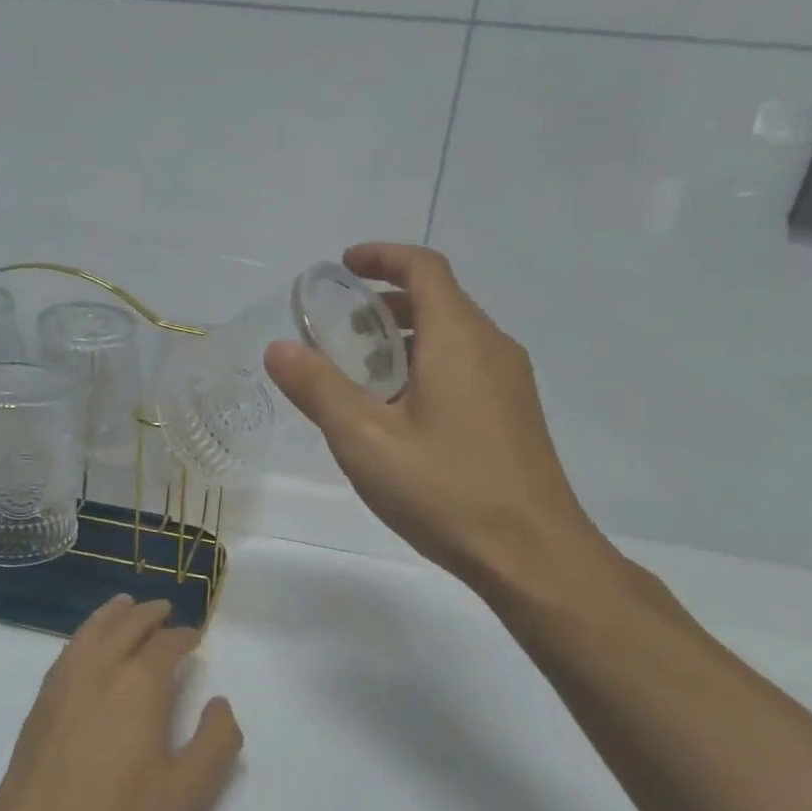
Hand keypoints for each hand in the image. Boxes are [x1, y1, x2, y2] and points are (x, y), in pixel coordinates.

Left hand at [0, 596, 242, 810]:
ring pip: (93, 629)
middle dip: (150, 614)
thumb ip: (218, 740)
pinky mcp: (42, 699)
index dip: (184, 636)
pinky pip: (70, 648)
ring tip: (126, 605)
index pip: (167, 644)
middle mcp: (101, 668)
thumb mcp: (190, 790)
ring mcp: (66, 680)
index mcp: (140, 683)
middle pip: (128, 625)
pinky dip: (86, 632)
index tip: (195, 637)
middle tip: (165, 610)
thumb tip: (219, 702)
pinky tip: (90, 641)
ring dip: (114, 613)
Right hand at [265, 242, 612, 598]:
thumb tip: (278, 348)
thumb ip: (318, 389)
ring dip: (406, 337)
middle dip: (386, 302)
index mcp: (458, 338)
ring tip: (361, 374)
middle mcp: (492, 346)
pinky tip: (401, 414)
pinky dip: (427, 364)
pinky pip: (466, 365)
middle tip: (340, 330)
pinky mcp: (515, 413)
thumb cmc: (445, 489)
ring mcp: (511, 381)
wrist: (533, 554)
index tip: (343, 266)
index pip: (423, 268)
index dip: (382, 256)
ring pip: (453, 335)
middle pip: (438, 299)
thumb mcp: (364, 440)